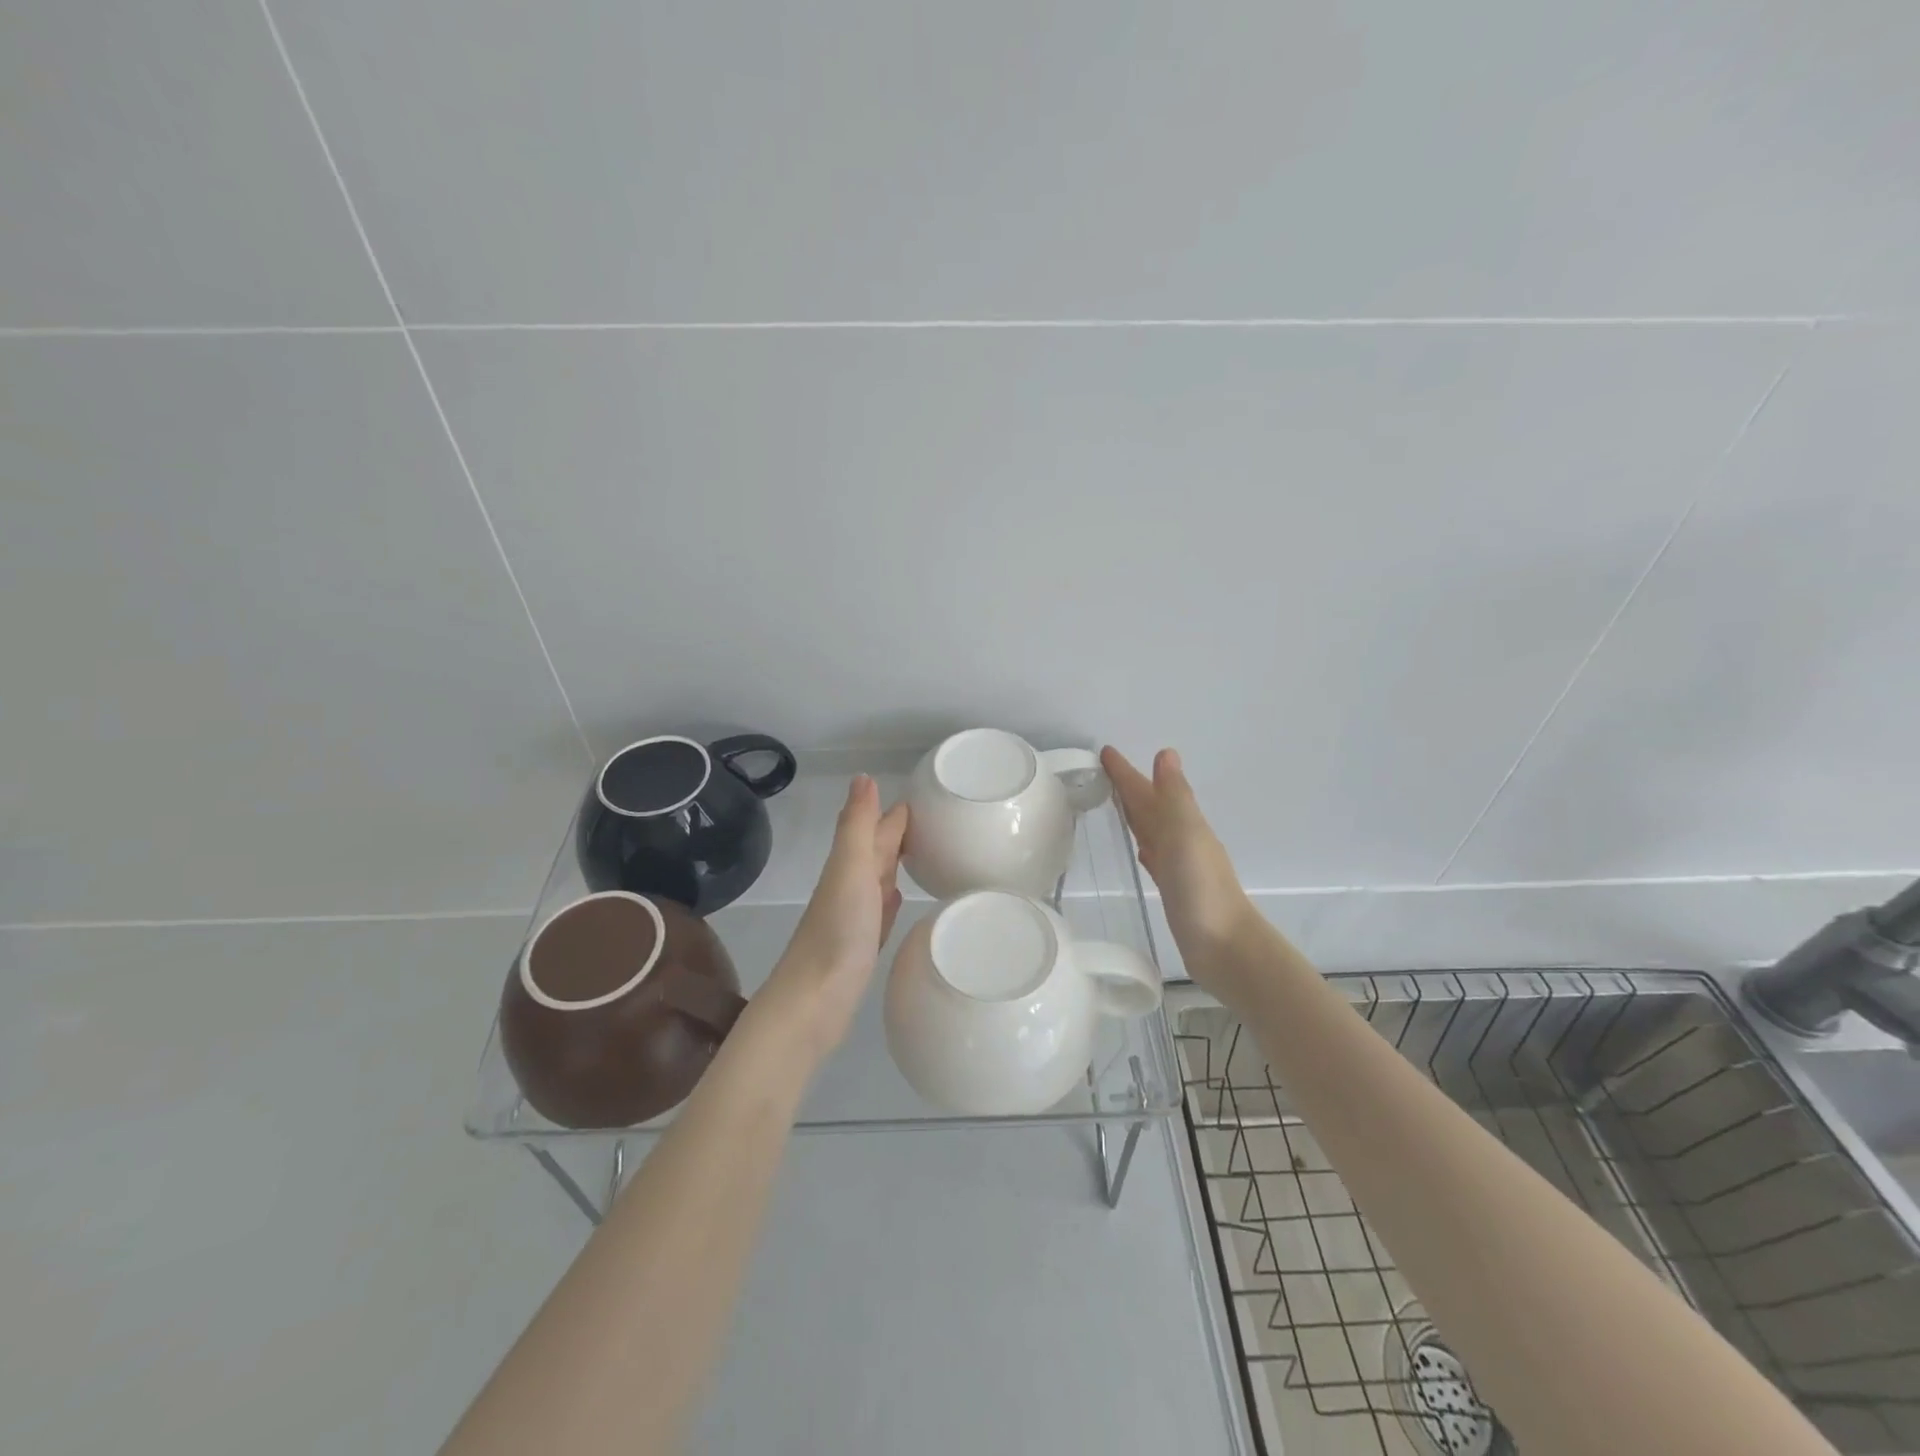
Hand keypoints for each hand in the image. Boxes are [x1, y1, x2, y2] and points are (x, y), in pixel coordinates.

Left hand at [754, 775, 909, 1063]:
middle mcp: (849, 888)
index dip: (894, 814)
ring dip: (894, 866)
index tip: (923, 798)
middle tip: (930, 822)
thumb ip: (857, 826)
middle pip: (876, 854)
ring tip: (919, 854)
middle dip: (897, 835)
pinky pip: (879, 916)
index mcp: (848, 867)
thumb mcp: (849, 869)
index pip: (875, 830)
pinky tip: (897, 901)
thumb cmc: (837, 933)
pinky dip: (889, 903)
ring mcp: (853, 921)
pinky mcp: (860, 950)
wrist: (812, 1004)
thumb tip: (863, 776)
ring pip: (878, 883)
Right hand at [1102, 746, 1255, 965]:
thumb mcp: (1186, 835)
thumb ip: (1174, 796)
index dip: (1128, 773)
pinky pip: (1154, 858)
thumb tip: (1166, 753)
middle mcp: (1181, 840)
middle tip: (1103, 771)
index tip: (1105, 751)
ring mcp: (1179, 866)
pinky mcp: (1174, 890)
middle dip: (1130, 788)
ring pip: (1151, 830)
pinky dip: (1146, 848)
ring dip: (1136, 815)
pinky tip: (1141, 851)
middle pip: (1150, 807)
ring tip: (1115, 803)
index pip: (1148, 791)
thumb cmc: (1202, 889)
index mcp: (1183, 823)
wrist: (1225, 947)